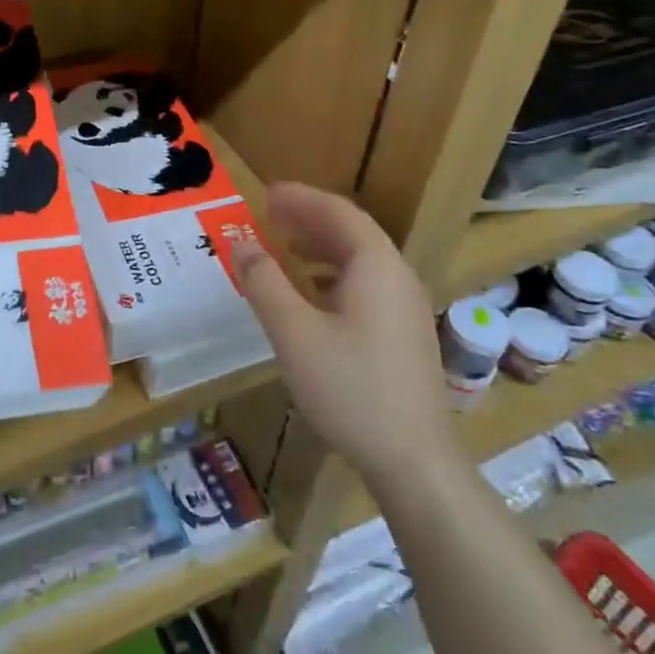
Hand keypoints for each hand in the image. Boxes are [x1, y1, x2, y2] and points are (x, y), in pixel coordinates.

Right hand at [233, 183, 455, 492]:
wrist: (413, 460)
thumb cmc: (350, 388)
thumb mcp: (294, 333)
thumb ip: (264, 282)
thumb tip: (241, 244)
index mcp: (376, 266)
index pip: (338, 213)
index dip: (301, 198)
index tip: (266, 193)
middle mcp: (397, 277)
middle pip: (352, 232)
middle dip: (309, 218)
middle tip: (269, 214)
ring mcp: (406, 308)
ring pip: (360, 260)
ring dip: (320, 245)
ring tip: (284, 246)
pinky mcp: (404, 334)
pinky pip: (366, 284)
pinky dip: (332, 273)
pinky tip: (310, 294)